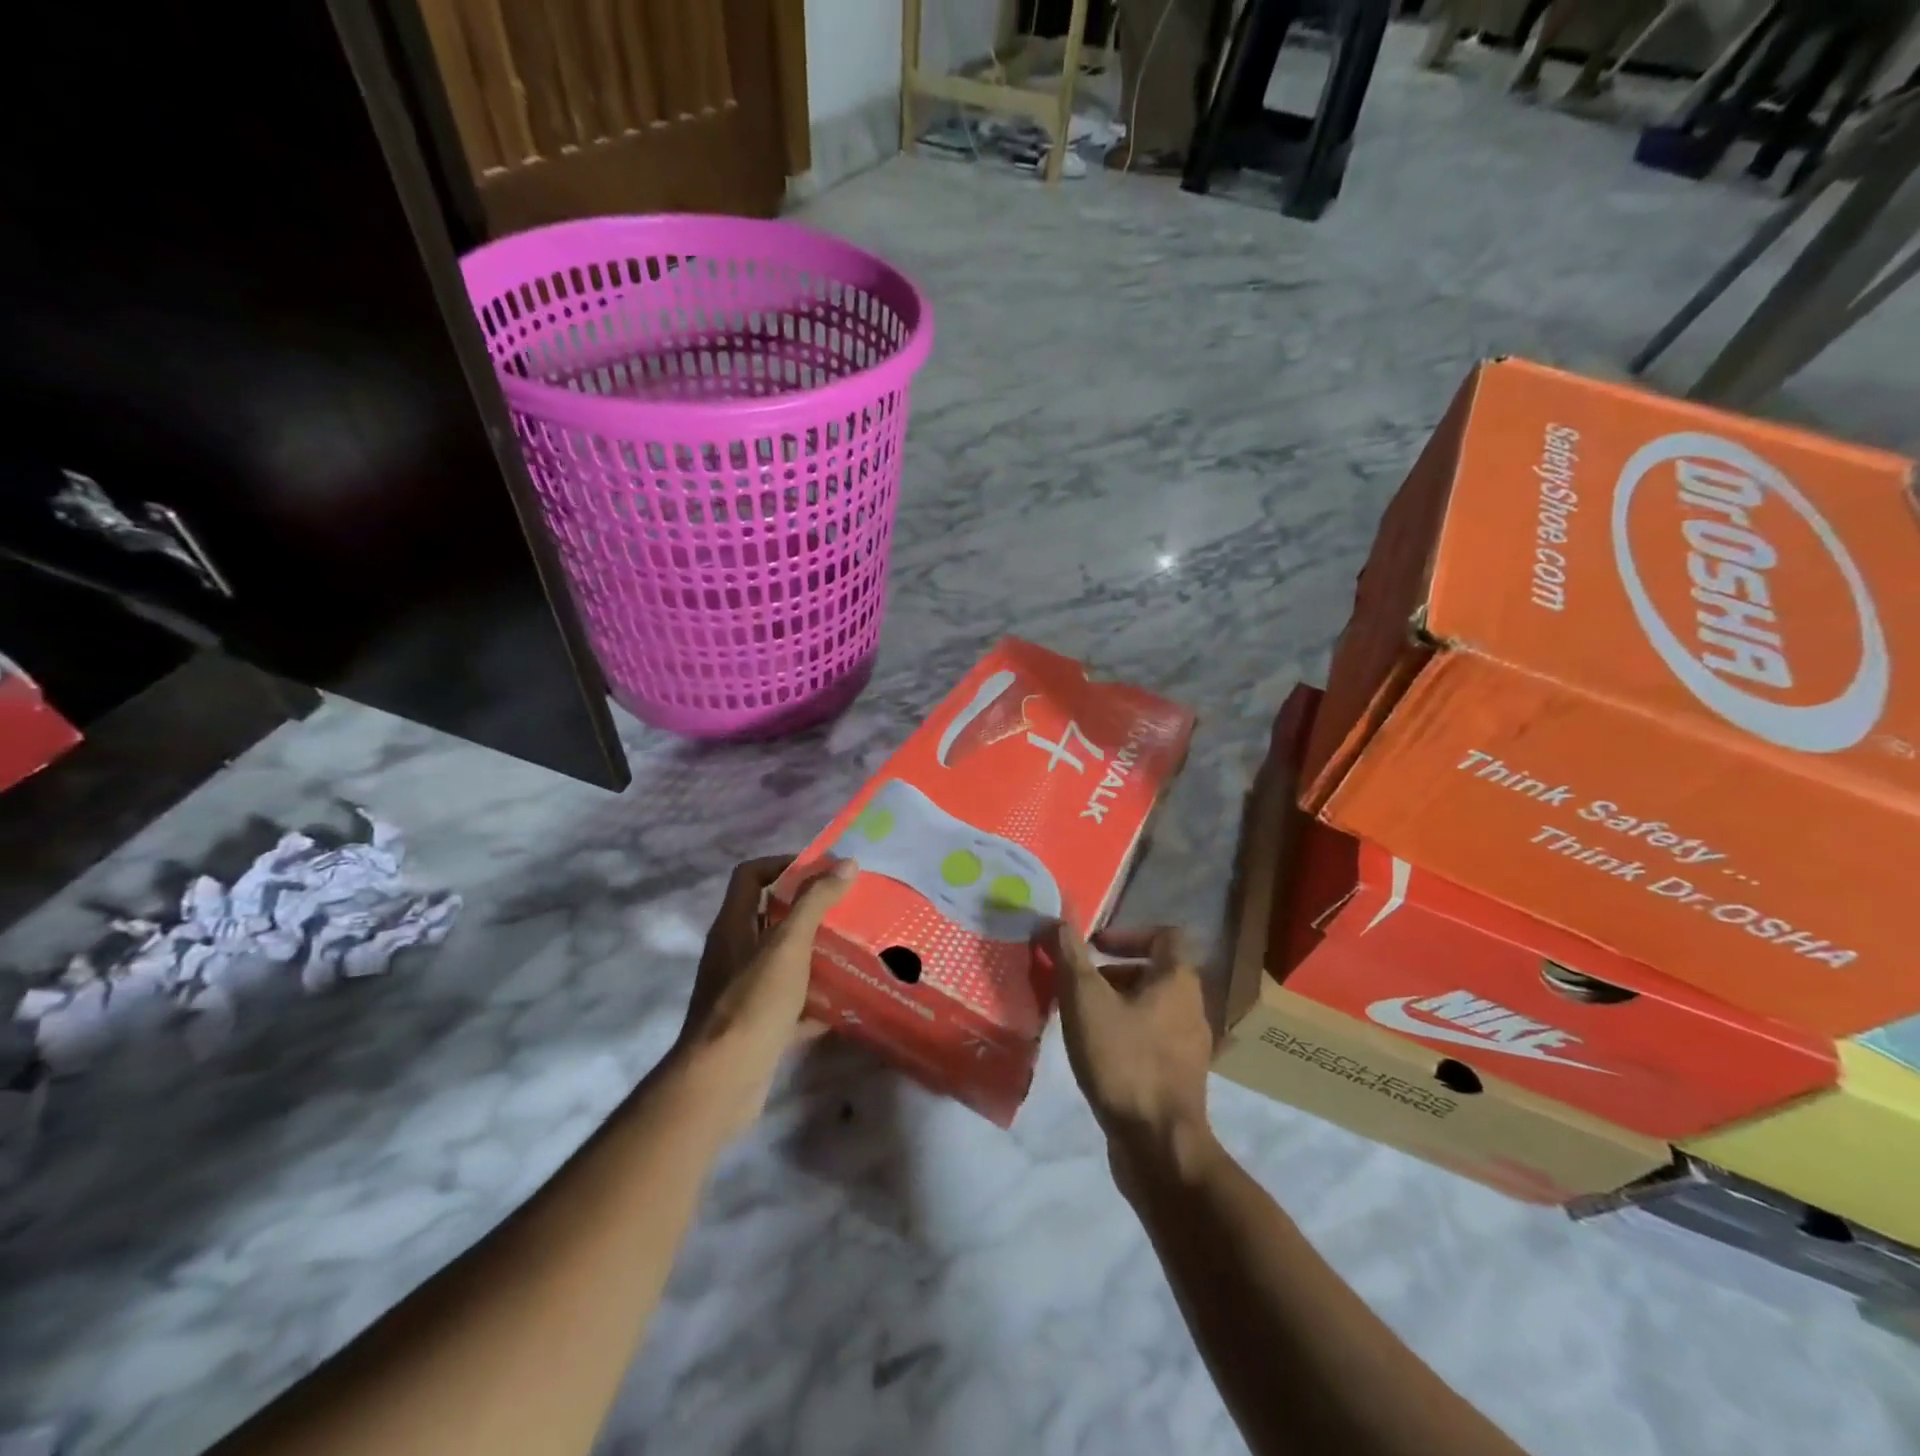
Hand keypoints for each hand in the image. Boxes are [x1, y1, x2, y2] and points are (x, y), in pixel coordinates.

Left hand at [676, 855, 857, 1136]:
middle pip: (770, 917)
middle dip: (809, 910)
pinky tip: (845, 1002)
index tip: (822, 869)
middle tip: (847, 908)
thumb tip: (846, 862)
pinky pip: (790, 1002)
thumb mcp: (788, 946)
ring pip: (782, 961)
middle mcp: (734, 953)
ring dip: (815, 954)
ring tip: (854, 949)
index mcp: (733, 926)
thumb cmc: (752, 1003)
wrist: (721, 1082)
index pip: (751, 875)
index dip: (783, 864)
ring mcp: (743, 992)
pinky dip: (814, 999)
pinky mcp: (756, 1026)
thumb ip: (815, 902)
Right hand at [1047, 923, 1215, 1187]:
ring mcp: (1190, 1046)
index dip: (1127, 934)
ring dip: (1116, 1004)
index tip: (1094, 948)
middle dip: (1113, 973)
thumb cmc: (1124, 1060)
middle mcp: (1192, 1007)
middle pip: (1154, 972)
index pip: (1165, 935)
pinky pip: (1152, 1040)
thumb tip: (1056, 918)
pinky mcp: (1180, 1078)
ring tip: (1080, 1019)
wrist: (1158, 1145)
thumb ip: (1070, 955)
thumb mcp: (1086, 1000)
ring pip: (1151, 1008)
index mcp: (1178, 981)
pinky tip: (1096, 1054)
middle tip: (1078, 985)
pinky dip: (1125, 1034)